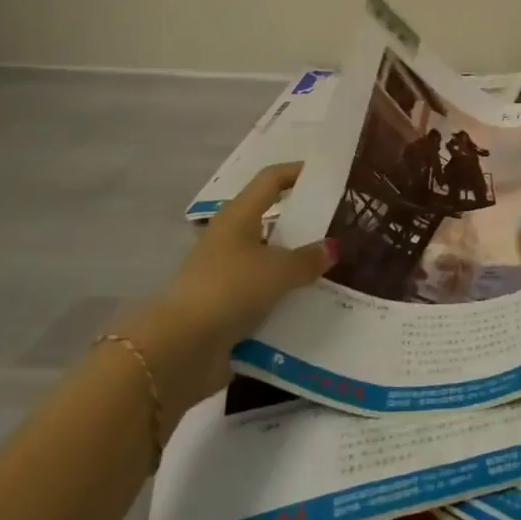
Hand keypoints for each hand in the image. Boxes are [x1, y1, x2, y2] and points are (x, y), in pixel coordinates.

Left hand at [118, 163, 335, 412]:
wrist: (182, 347)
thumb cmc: (231, 289)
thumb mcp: (278, 271)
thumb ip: (308, 258)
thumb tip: (333, 247)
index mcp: (238, 215)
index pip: (270, 179)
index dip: (297, 172)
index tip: (326, 175)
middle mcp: (229, 237)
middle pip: (270, 218)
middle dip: (301, 221)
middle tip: (338, 224)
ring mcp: (225, 272)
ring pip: (267, 257)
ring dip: (294, 260)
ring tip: (332, 265)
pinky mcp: (224, 304)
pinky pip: (262, 290)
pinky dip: (283, 292)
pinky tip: (310, 300)